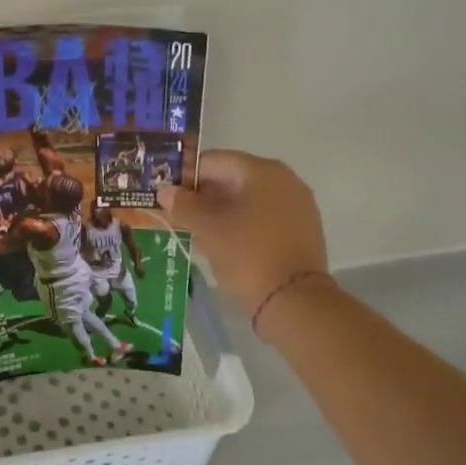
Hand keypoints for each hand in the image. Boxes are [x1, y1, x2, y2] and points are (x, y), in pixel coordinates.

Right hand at [158, 151, 329, 318]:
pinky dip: (237, 226)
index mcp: (262, 171)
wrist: (295, 302)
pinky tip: (217, 245)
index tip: (166, 197)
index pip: (213, 161)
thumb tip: (166, 191)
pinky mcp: (299, 232)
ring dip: (217, 214)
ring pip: (245, 202)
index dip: (185, 177)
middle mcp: (284, 181)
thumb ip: (183, 205)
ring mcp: (295, 207)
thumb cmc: (247, 254)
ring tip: (192, 233)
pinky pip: (260, 219)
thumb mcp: (207, 228)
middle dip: (201, 197)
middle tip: (175, 216)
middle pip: (231, 180)